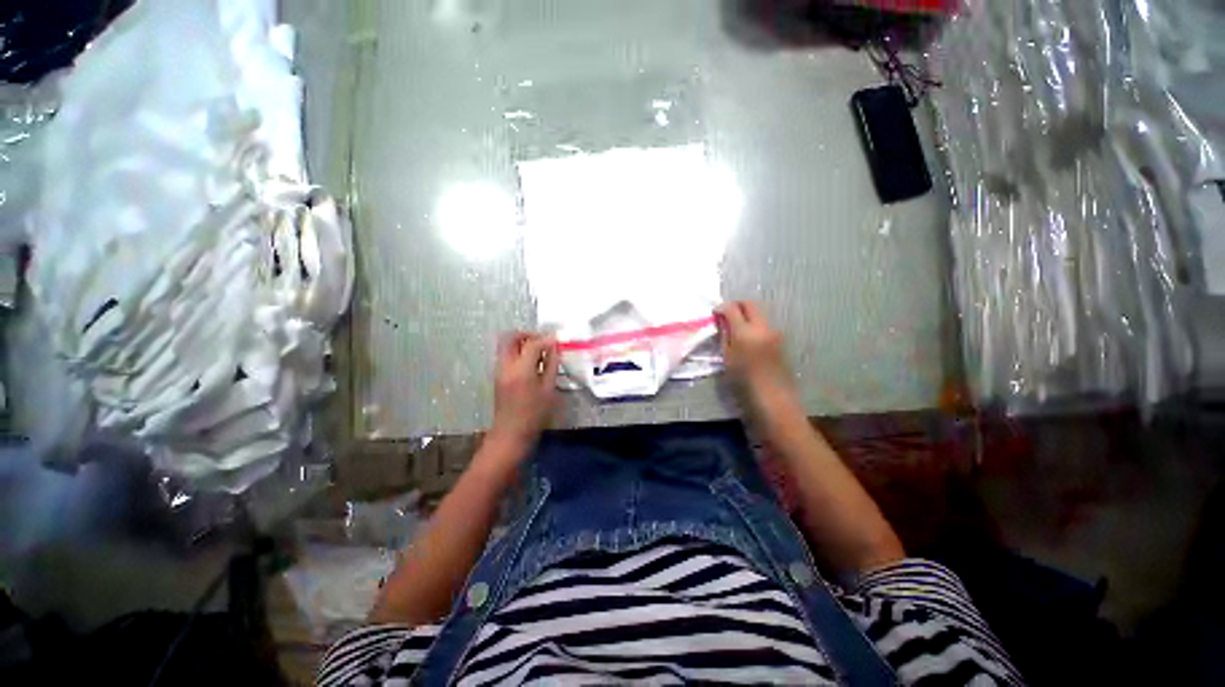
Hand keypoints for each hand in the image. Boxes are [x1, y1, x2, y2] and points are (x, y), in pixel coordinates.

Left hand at [489, 332, 558, 450]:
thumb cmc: (534, 415)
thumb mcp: (548, 389)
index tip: (557, 340)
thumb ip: (552, 365)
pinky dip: (519, 352)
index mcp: (521, 369)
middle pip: (511, 337)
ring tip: (539, 353)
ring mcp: (499, 370)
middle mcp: (506, 365)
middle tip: (543, 342)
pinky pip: (506, 355)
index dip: (546, 339)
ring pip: (507, 345)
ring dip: (522, 343)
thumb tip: (555, 348)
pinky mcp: (498, 376)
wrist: (510, 434)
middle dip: (528, 335)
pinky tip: (532, 364)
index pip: (532, 343)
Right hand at [716, 301, 793, 397]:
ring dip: (746, 315)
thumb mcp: (727, 359)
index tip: (714, 314)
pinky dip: (754, 325)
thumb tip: (722, 322)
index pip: (732, 308)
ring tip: (735, 328)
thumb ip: (724, 336)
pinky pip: (764, 325)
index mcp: (745, 332)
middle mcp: (762, 327)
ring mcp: (774, 332)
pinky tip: (747, 338)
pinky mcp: (780, 340)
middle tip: (725, 314)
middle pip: (750, 304)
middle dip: (736, 305)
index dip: (721, 308)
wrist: (774, 398)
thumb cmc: (744, 382)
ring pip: (758, 314)